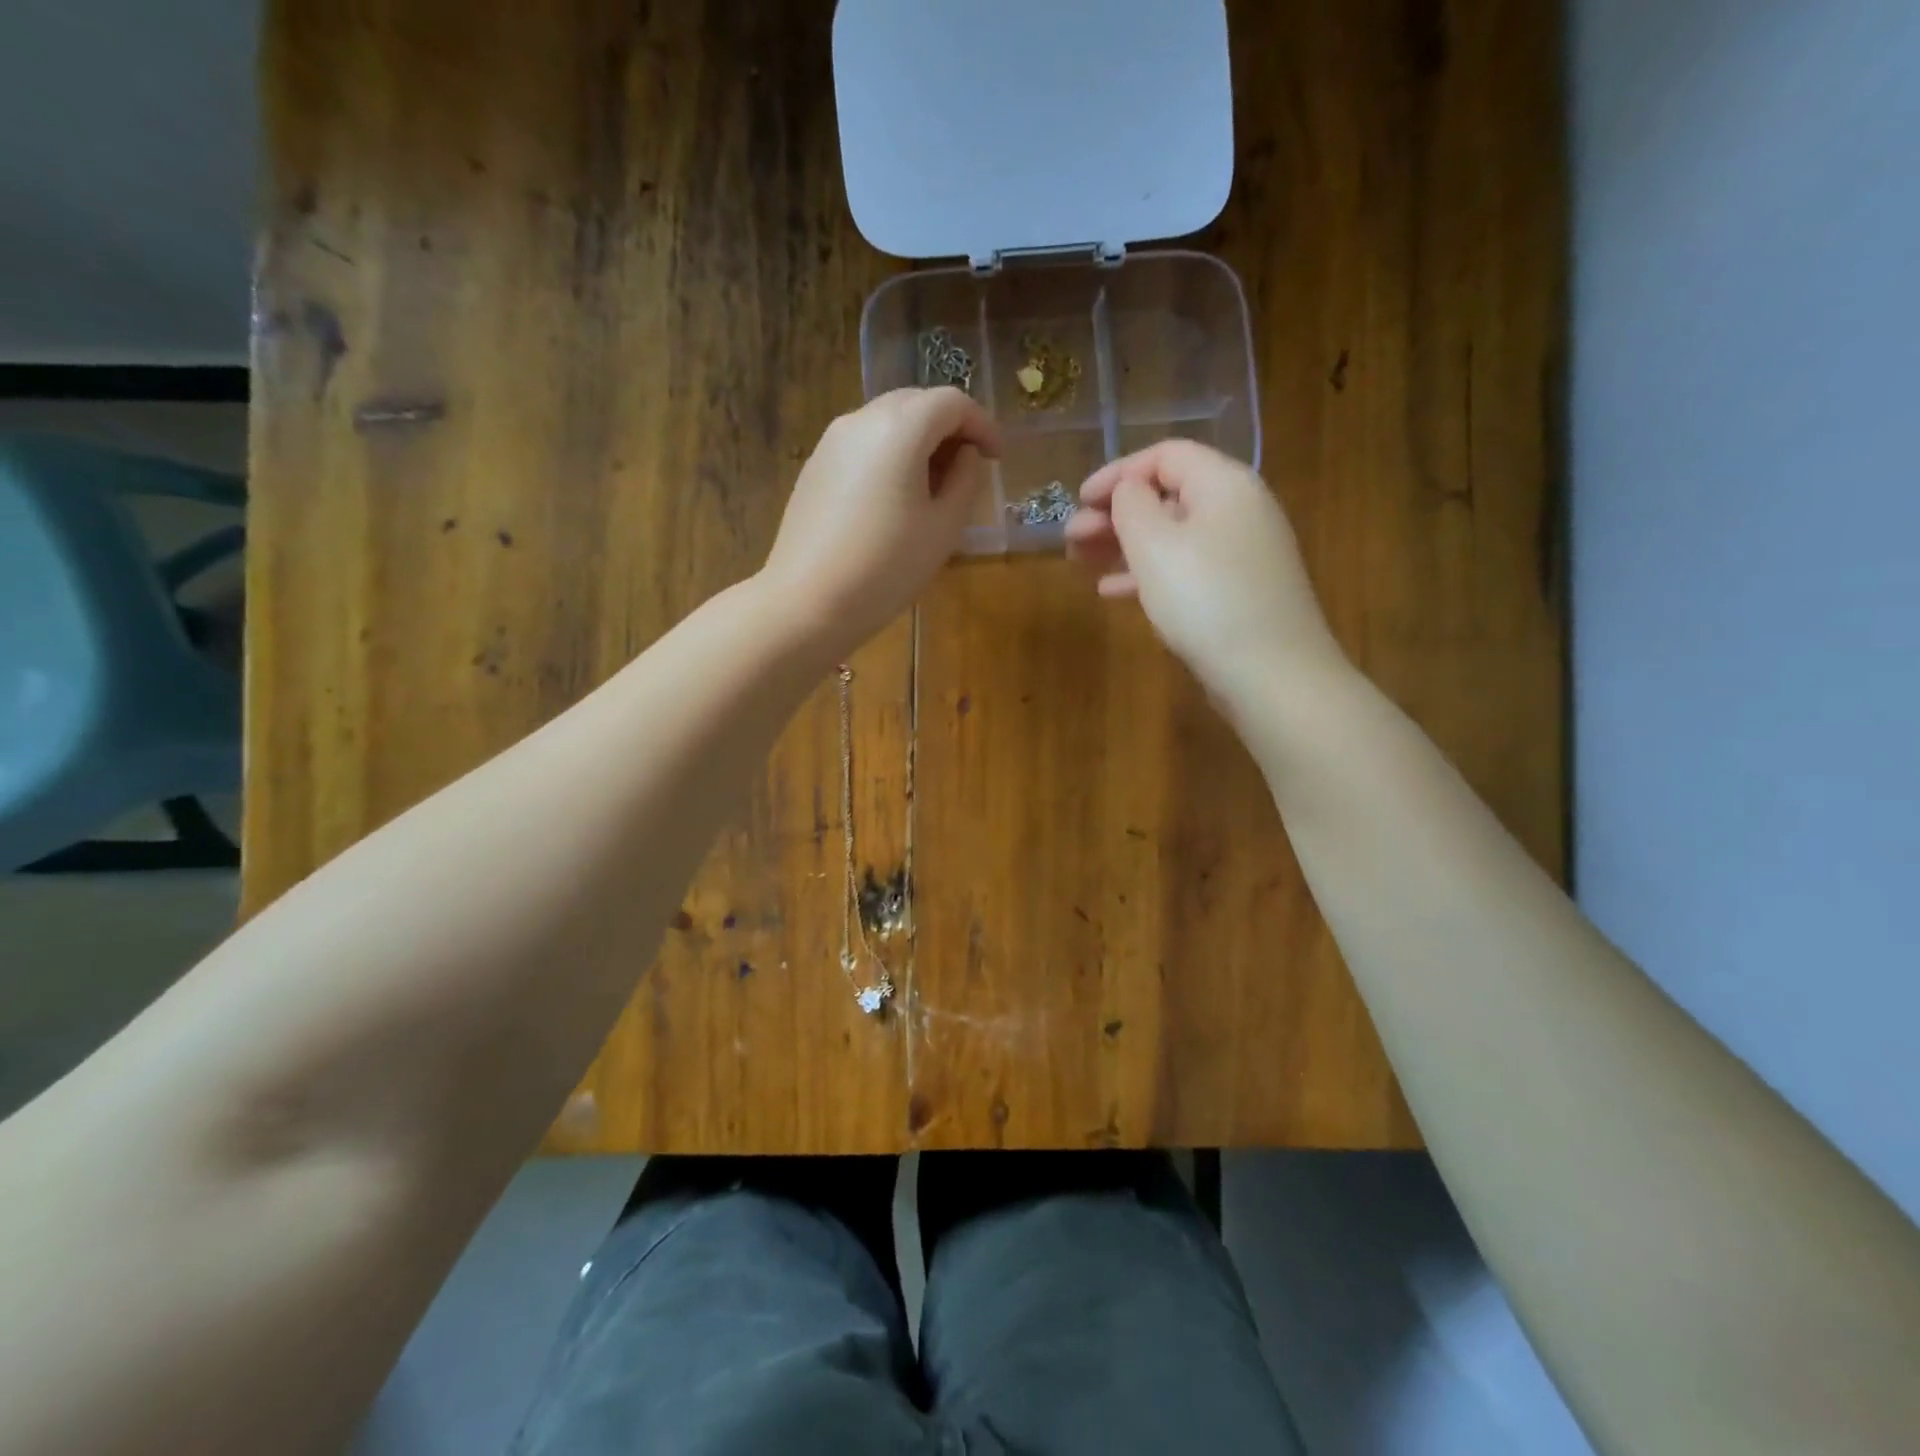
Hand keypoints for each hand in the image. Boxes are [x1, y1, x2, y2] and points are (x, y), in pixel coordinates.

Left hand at [760, 388, 1000, 661]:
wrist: (808, 602)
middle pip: (917, 403)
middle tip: (968, 470)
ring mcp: (832, 441)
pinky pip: (863, 445)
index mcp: (900, 427)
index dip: (983, 425)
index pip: (952, 402)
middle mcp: (862, 419)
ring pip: (887, 422)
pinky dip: (889, 456)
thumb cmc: (887, 568)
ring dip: (918, 442)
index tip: (997, 459)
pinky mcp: (814, 467)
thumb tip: (966, 455)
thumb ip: (965, 480)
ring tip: (933, 488)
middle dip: (950, 429)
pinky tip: (895, 500)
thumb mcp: (943, 528)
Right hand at [1065, 440, 1344, 704]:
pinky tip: (1114, 593)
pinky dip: (1148, 574)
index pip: (1165, 455)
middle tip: (1072, 539)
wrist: (1271, 675)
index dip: (1117, 472)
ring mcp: (1241, 554)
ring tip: (1082, 564)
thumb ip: (1131, 505)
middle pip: (1167, 496)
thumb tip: (1129, 490)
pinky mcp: (1238, 592)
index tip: (1079, 500)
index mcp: (1224, 484)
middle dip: (1114, 513)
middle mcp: (1238, 510)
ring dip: (1123, 545)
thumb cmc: (1205, 600)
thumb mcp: (1154, 545)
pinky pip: (1185, 569)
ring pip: (1172, 536)